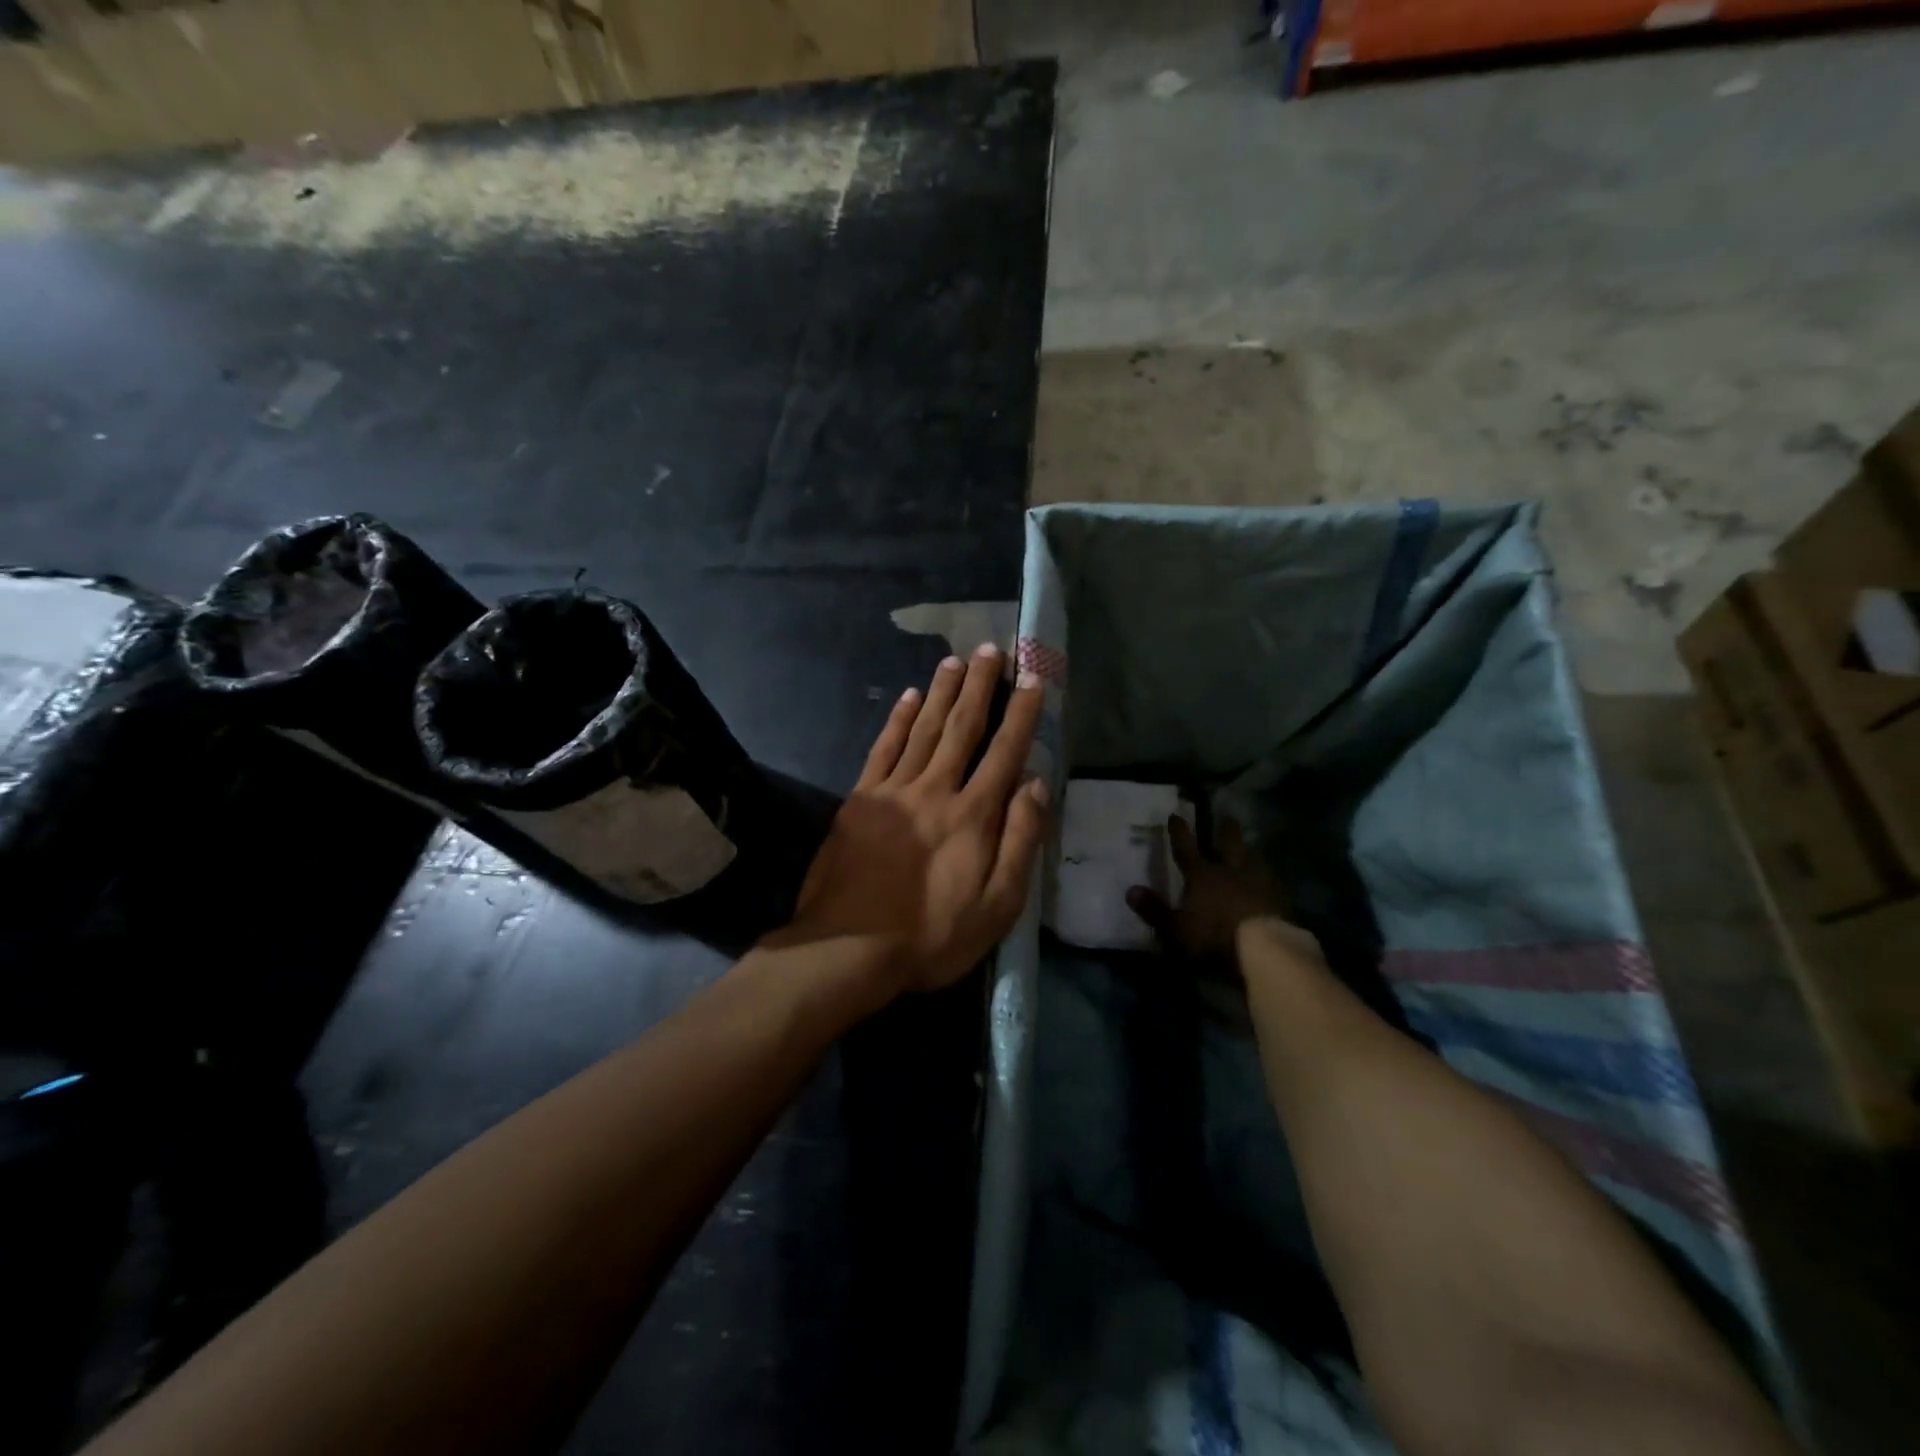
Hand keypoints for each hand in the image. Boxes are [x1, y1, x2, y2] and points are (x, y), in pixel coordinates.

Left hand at [777, 644, 1049, 994]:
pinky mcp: (861, 798)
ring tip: (954, 660)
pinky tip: (908, 697)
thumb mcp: (998, 905)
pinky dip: (897, 719)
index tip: (1033, 678)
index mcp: (974, 814)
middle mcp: (936, 789)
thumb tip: (1035, 784)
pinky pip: (884, 748)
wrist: (848, 948)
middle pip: (963, 726)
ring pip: (924, 728)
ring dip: (941, 691)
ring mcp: (894, 789)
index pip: (1005, 751)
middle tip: (990, 649)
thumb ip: (1020, 840)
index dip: (1022, 712)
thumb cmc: (932, 935)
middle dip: (980, 686)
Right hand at [1126, 815, 1287, 964]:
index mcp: (1203, 876)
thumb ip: (1154, 910)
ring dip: (1249, 851)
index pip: (1186, 848)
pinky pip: (1272, 881)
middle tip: (1227, 817)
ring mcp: (1260, 883)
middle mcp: (1231, 871)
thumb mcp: (1175, 929)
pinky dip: (1268, 877)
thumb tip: (1130, 890)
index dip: (1179, 832)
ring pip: (1253, 859)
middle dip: (1225, 830)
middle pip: (1228, 844)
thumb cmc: (1214, 938)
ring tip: (1249, 847)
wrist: (1267, 951)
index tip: (1175, 815)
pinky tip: (1270, 881)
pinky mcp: (1282, 899)